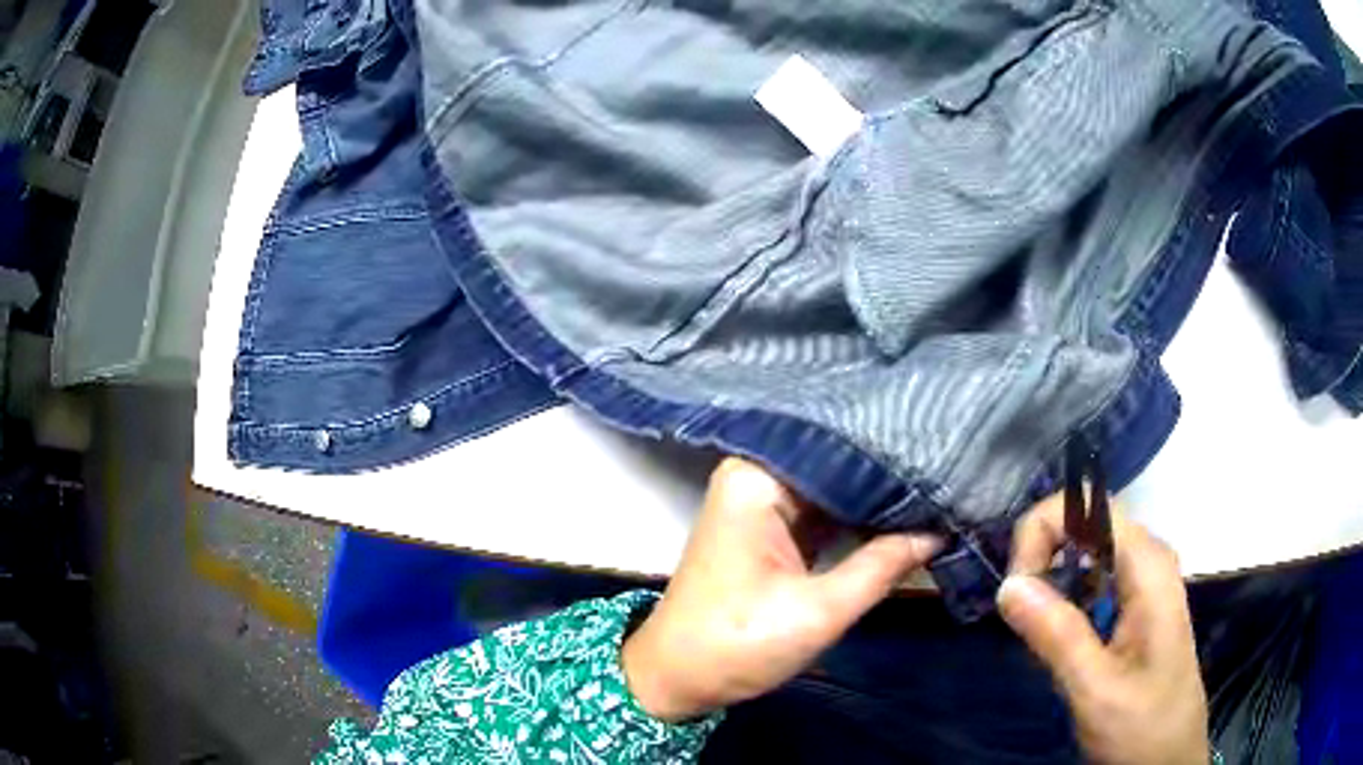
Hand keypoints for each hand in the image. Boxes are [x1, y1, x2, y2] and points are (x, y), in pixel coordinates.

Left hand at [622, 458, 941, 721]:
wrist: (676, 679)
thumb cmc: (736, 644)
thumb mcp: (818, 612)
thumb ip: (883, 566)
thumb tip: (939, 530)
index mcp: (757, 479)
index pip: (839, 450)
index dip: (893, 455)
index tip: (946, 453)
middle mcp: (756, 477)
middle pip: (836, 466)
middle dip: (890, 477)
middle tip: (951, 470)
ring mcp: (761, 503)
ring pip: (833, 491)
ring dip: (877, 500)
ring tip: (938, 487)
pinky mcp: (769, 529)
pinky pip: (823, 513)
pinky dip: (856, 520)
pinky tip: (903, 514)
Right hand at [998, 495, 1208, 764]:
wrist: (1169, 758)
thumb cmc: (1142, 725)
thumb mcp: (1096, 689)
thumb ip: (1057, 635)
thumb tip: (1007, 584)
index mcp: (1148, 565)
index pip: (1088, 506)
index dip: (1042, 530)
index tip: (1014, 590)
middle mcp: (1148, 559)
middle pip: (1086, 521)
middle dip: (1042, 553)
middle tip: (1017, 612)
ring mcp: (1144, 581)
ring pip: (1087, 549)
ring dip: (1050, 576)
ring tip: (1034, 628)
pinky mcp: (1136, 603)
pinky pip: (1093, 577)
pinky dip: (1064, 595)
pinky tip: (1055, 634)